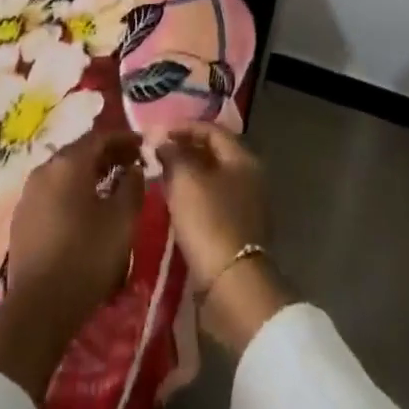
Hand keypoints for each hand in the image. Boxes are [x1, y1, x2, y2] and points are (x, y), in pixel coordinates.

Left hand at [0, 129, 143, 400]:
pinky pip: (53, 191)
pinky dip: (73, 190)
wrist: (39, 306)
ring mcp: (29, 193)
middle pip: (80, 152)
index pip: (99, 137)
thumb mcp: (121, 221)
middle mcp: (44, 170)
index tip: (143, 144)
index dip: (123, 138)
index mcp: (67, 164)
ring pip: (65, 172)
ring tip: (113, 184)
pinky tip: (86, 207)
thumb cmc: (86, 256)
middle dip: (107, 154)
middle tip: (132, 162)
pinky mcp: (22, 217)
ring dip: (90, 173)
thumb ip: (132, 187)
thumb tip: (134, 169)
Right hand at [155, 125, 290, 353]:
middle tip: (157, 152)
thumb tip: (163, 141)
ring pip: (212, 177)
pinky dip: (193, 194)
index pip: (212, 130)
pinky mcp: (238, 229)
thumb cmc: (208, 220)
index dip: (184, 127)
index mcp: (243, 159)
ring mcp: (247, 205)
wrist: (231, 282)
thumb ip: (173, 154)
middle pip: (214, 153)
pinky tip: (174, 200)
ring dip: (188, 172)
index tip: (158, 132)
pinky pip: (212, 199)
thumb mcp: (185, 180)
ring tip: (160, 174)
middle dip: (185, 149)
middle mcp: (250, 177)